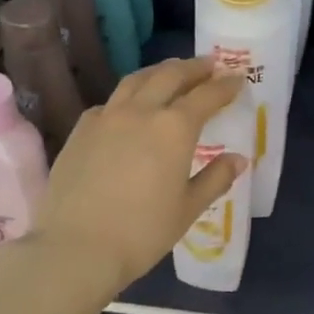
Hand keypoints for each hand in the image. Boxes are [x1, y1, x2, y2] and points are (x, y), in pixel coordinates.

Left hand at [25, 57, 246, 294]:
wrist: (75, 248)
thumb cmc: (142, 233)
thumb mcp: (187, 209)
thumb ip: (215, 178)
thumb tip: (238, 159)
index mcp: (175, 128)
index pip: (207, 95)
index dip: (225, 85)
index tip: (238, 79)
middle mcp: (142, 111)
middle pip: (171, 75)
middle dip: (194, 67)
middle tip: (209, 65)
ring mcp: (107, 116)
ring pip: (137, 80)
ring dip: (160, 71)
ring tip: (171, 72)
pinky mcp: (82, 129)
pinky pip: (110, 101)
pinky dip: (128, 96)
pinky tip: (130, 108)